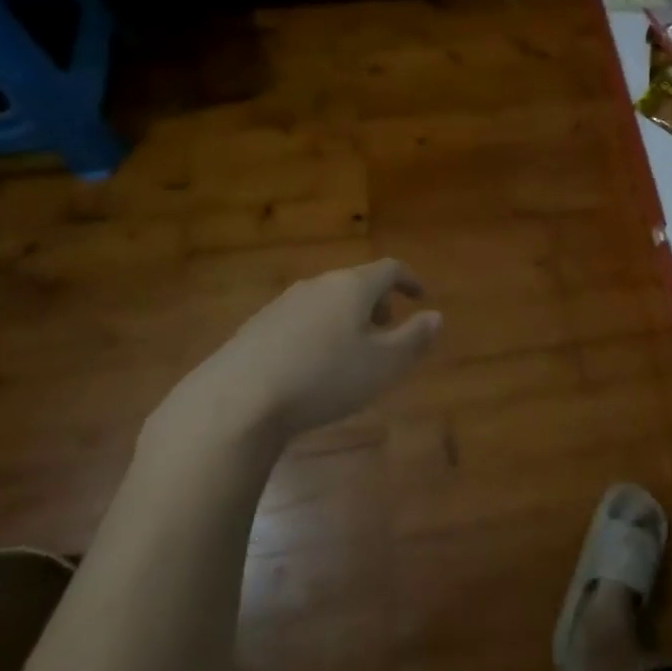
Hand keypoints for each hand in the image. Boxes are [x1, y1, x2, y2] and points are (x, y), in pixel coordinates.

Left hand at [141, 260, 440, 473]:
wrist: (235, 401)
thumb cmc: (324, 378)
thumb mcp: (385, 364)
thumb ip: (415, 338)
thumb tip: (435, 316)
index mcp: (352, 287)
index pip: (389, 269)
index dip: (409, 280)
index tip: (420, 296)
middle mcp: (317, 285)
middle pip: (356, 283)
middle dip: (378, 302)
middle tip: (389, 329)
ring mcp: (282, 304)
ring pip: (327, 301)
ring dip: (348, 318)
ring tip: (353, 351)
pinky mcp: (256, 327)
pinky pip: (302, 320)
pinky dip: (320, 332)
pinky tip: (313, 366)